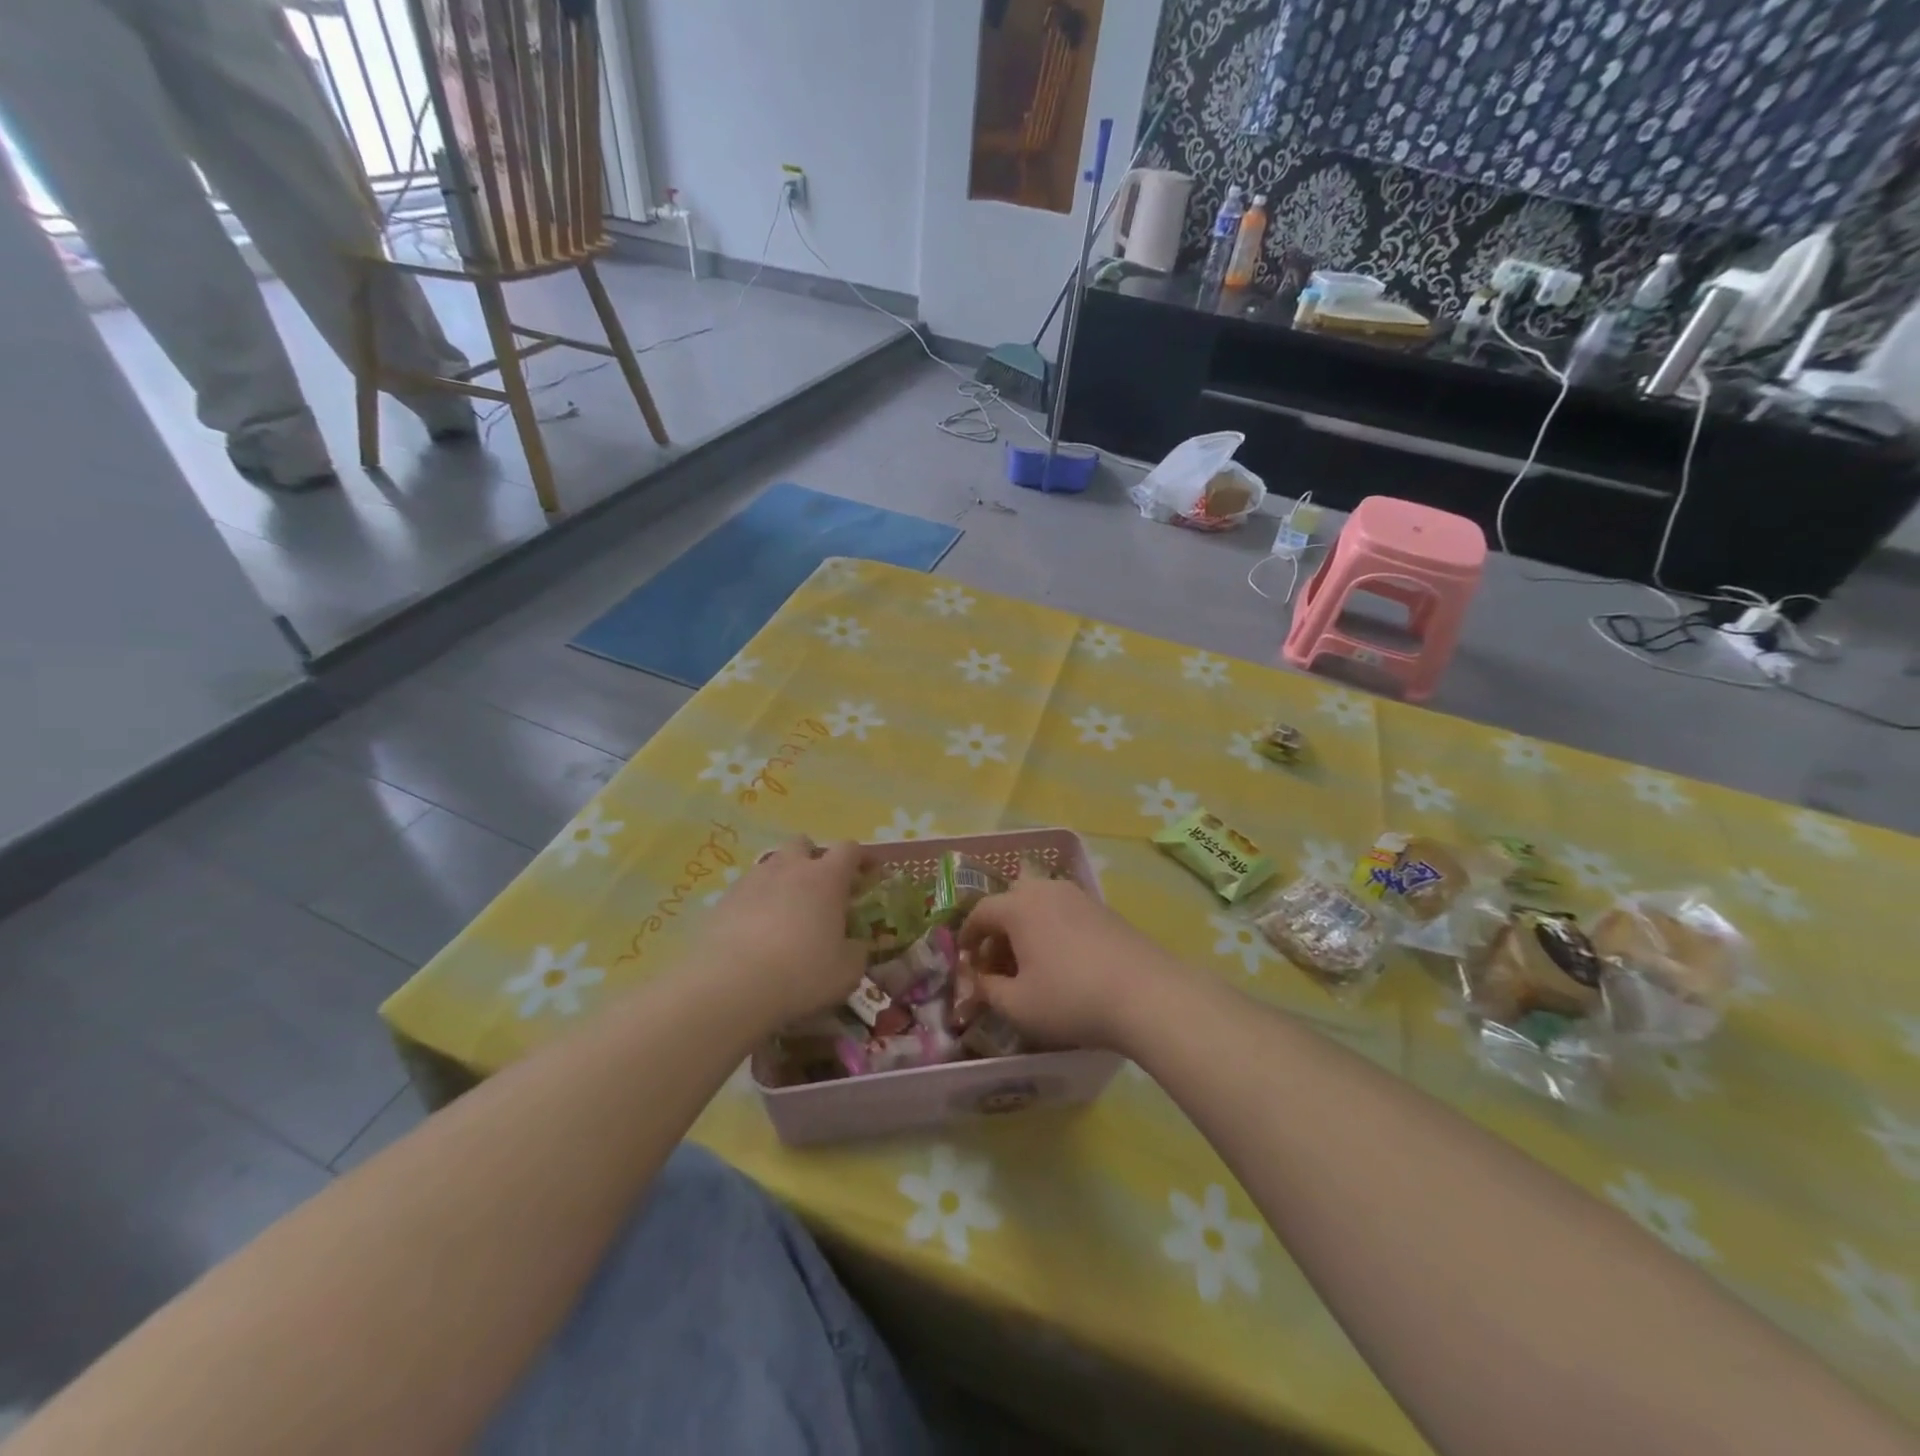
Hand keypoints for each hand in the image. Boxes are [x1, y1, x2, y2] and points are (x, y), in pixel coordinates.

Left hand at [699, 837, 870, 1031]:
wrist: (731, 986)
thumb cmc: (802, 973)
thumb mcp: (847, 971)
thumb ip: (856, 951)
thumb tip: (855, 944)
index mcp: (826, 878)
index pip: (849, 849)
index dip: (861, 858)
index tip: (867, 873)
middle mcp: (789, 868)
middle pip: (803, 843)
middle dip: (813, 858)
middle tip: (819, 888)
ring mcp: (752, 881)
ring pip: (771, 864)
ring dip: (782, 879)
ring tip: (785, 911)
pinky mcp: (723, 900)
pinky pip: (745, 890)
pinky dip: (755, 902)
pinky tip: (754, 930)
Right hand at [956, 877, 1185, 1051]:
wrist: (1146, 994)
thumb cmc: (1071, 998)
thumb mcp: (1018, 1006)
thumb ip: (989, 991)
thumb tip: (978, 982)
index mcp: (1019, 906)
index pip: (981, 912)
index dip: (967, 935)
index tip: (965, 959)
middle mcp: (1046, 890)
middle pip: (1012, 898)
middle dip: (999, 926)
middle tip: (998, 960)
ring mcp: (1079, 896)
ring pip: (1041, 901)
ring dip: (1027, 925)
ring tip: (1031, 962)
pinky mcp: (1105, 910)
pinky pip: (1066, 911)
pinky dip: (1053, 928)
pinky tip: (1063, 960)